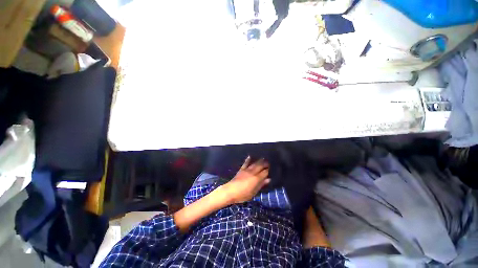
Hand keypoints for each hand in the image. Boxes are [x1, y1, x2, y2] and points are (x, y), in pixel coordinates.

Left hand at [221, 156, 270, 203]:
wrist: (230, 191)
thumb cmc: (243, 194)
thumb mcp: (254, 192)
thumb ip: (261, 185)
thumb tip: (268, 179)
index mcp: (256, 178)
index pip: (264, 172)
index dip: (268, 170)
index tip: (271, 169)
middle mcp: (252, 172)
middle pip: (260, 166)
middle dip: (265, 164)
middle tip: (268, 162)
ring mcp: (246, 170)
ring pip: (254, 164)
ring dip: (259, 161)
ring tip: (263, 158)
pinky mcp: (241, 170)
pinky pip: (245, 163)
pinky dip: (248, 160)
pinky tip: (249, 156)